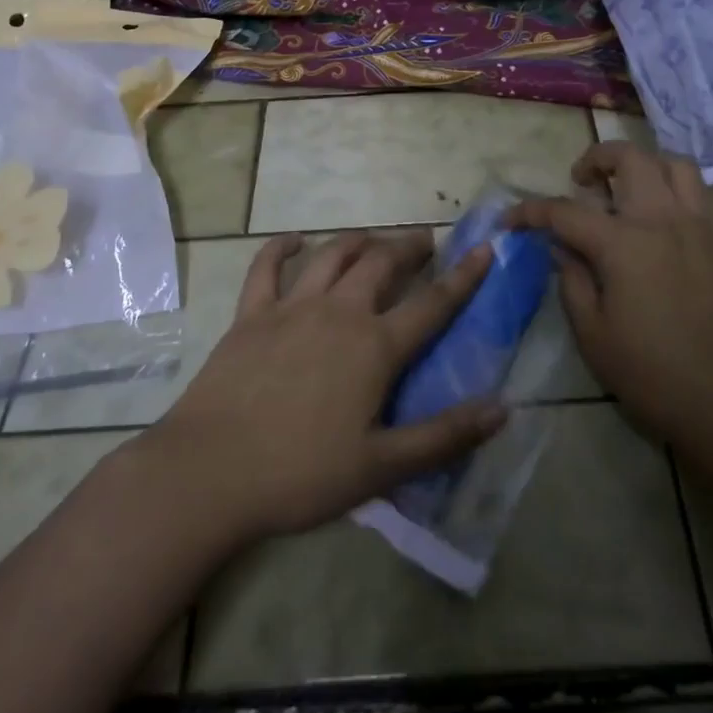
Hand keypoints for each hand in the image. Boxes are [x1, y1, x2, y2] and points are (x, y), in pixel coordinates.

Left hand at [142, 229, 506, 543]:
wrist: (210, 473)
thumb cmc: (301, 474)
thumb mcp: (382, 467)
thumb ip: (444, 436)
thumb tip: (503, 408)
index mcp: (375, 347)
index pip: (433, 304)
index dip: (464, 276)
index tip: (485, 248)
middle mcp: (339, 312)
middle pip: (382, 264)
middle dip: (408, 247)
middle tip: (424, 242)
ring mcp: (292, 307)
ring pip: (333, 255)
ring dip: (358, 240)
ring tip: (373, 238)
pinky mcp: (251, 314)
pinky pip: (266, 267)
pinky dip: (281, 247)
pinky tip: (292, 240)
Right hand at [508, 141, 712, 513]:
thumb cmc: (651, 374)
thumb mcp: (593, 335)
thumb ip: (572, 281)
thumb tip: (561, 248)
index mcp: (623, 244)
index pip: (565, 211)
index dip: (531, 212)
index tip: (511, 219)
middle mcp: (663, 220)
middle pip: (630, 158)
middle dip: (597, 159)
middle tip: (583, 183)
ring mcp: (701, 227)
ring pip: (676, 164)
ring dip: (646, 166)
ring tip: (629, 190)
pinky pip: (707, 195)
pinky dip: (683, 192)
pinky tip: (670, 215)